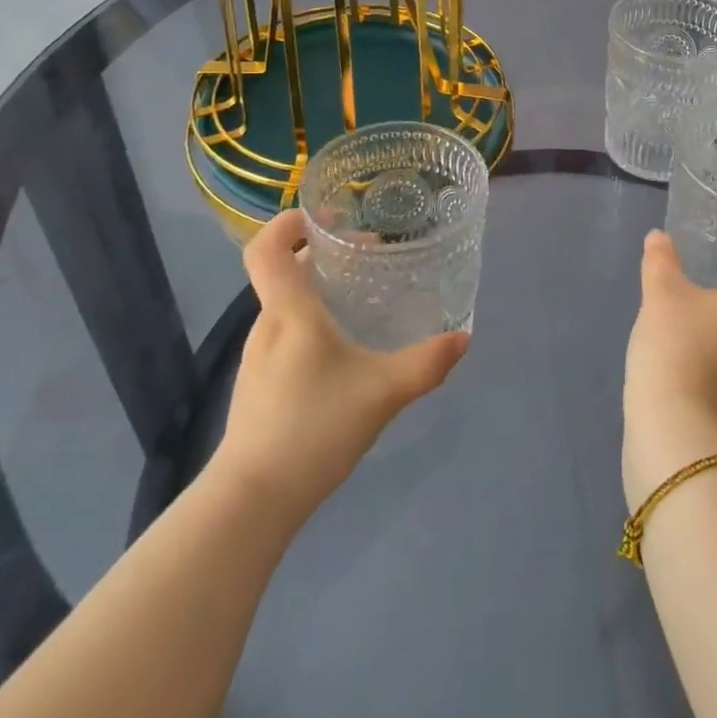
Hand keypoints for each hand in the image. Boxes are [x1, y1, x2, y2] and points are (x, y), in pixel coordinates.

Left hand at [210, 209, 468, 516]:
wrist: (253, 501)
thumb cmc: (314, 427)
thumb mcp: (383, 391)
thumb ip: (427, 363)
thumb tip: (464, 338)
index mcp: (289, 312)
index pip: (266, 248)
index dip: (288, 223)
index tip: (326, 216)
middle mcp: (266, 326)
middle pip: (282, 272)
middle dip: (320, 254)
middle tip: (366, 254)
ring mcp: (257, 359)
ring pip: (284, 306)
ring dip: (316, 290)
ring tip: (358, 299)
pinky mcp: (258, 386)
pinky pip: (283, 334)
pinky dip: (309, 322)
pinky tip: (340, 351)